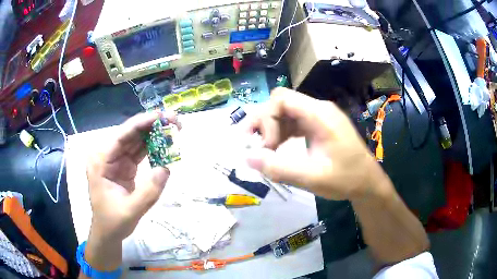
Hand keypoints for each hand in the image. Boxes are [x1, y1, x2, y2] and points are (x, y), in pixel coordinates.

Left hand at [84, 111, 179, 270]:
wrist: (108, 232)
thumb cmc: (113, 222)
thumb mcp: (131, 211)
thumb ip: (148, 192)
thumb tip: (166, 168)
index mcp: (101, 161)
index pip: (121, 136)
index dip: (141, 123)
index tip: (161, 116)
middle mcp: (107, 155)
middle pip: (130, 134)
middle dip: (151, 125)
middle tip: (174, 120)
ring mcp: (116, 160)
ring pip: (136, 140)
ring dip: (154, 134)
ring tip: (174, 129)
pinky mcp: (125, 166)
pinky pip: (140, 152)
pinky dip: (153, 147)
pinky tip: (166, 144)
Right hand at [246, 88, 386, 200]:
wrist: (368, 183)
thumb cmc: (346, 179)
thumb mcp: (312, 178)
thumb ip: (279, 168)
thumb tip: (247, 158)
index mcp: (320, 114)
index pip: (281, 99)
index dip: (266, 118)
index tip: (265, 146)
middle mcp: (319, 109)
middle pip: (281, 103)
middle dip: (265, 122)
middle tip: (257, 147)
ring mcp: (320, 116)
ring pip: (286, 111)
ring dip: (272, 128)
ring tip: (267, 151)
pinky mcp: (320, 125)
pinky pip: (295, 121)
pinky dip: (282, 132)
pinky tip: (279, 148)